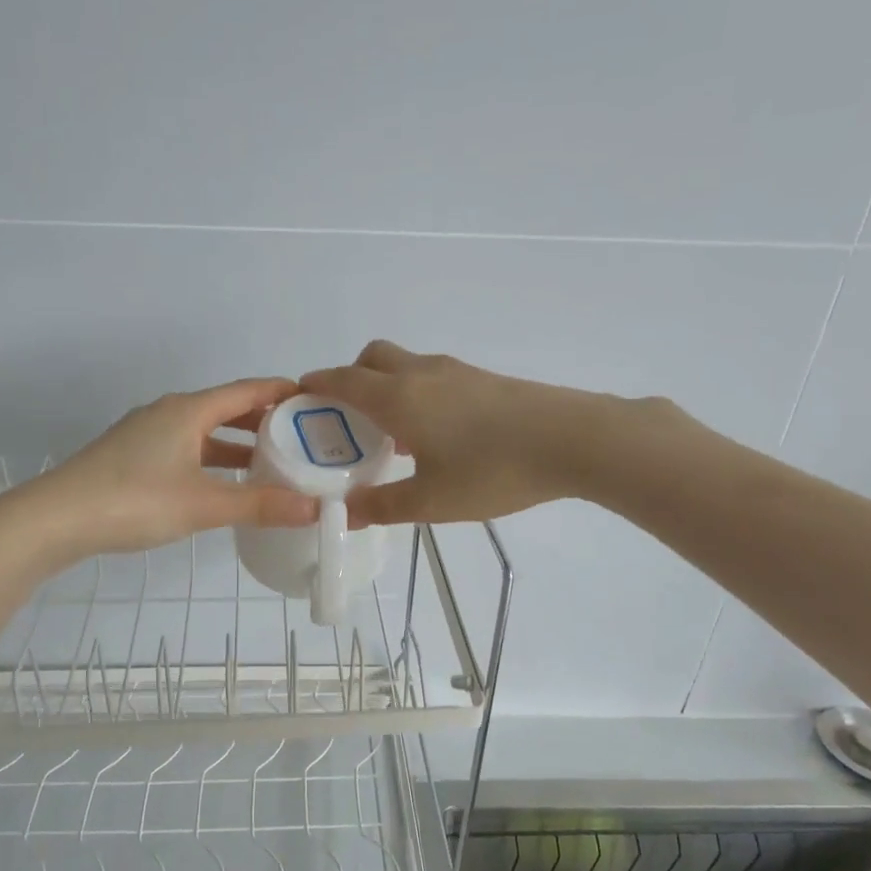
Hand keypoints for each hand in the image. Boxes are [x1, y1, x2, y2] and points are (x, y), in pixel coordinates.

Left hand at [38, 377, 318, 554]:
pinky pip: (186, 448)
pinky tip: (223, 483)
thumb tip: (314, 508)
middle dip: (263, 420)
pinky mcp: (133, 457)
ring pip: (204, 431)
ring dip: (237, 443)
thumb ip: (260, 505)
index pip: (246, 390)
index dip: (281, 392)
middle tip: (301, 435)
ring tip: (271, 460)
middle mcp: (168, 413)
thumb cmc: (135, 501)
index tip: (314, 398)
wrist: (55, 519)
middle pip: (226, 408)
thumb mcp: (204, 505)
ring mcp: (147, 434)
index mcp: (188, 410)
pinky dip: (212, 459)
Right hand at [300, 342, 605, 525]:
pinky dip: (415, 393)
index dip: (315, 385)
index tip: (298, 398)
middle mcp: (421, 373)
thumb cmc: (492, 471)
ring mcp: (456, 371)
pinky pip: (432, 376)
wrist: (572, 440)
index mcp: (397, 396)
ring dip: (386, 386)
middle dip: (350, 378)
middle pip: (372, 358)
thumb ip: (382, 506)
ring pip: (404, 365)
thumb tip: (344, 512)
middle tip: (348, 420)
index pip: (342, 379)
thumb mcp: (430, 501)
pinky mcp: (483, 379)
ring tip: (390, 434)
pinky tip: (434, 434)